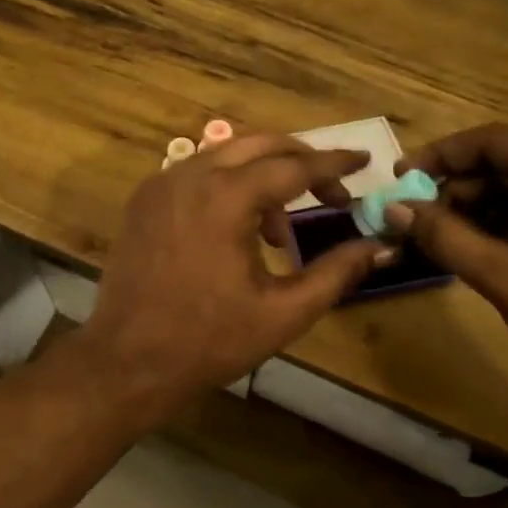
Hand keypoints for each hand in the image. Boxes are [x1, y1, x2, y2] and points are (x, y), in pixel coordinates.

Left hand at [79, 134, 395, 406]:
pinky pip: (196, 173)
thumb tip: (380, 246)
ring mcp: (160, 184)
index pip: (293, 166)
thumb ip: (336, 273)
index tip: (364, 160)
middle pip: (259, 145)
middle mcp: (190, 175)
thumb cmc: (208, 341)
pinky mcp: (144, 200)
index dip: (333, 165)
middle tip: (331, 191)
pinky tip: (238, 229)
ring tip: (280, 231)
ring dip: (263, 176)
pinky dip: (227, 185)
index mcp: (225, 197)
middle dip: (300, 160)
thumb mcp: (283, 312)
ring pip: (225, 155)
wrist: (127, 361)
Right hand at [388, 124, 507, 412]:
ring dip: (487, 211)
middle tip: (420, 222)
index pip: (488, 142)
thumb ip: (443, 236)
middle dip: (460, 190)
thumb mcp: (504, 275)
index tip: (398, 181)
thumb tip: (394, 208)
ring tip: (449, 242)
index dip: (436, 159)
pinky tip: (492, 252)